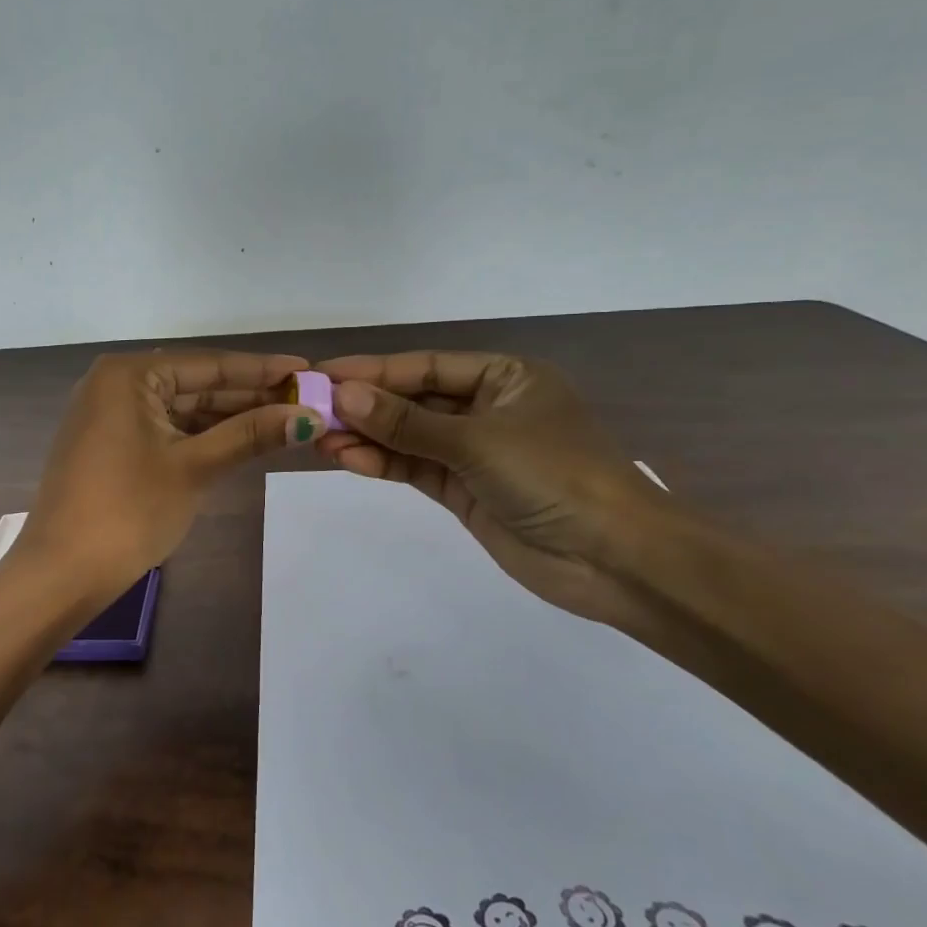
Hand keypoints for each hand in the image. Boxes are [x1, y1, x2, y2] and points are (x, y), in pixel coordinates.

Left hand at [17, 349, 321, 602]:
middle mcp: (115, 384)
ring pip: (183, 408)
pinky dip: (203, 436)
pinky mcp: (110, 444)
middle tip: (306, 399)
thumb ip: (250, 435)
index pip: (209, 364)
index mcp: (128, 375)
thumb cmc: (128, 511)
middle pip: (196, 384)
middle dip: (250, 395)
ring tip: (286, 418)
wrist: (63, 573)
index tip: (309, 371)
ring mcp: (109, 415)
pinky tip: (243, 439)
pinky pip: (166, 428)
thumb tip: (309, 416)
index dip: (262, 370)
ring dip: (230, 417)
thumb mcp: (194, 468)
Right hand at [315, 351, 675, 634]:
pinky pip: (415, 468)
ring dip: (368, 437)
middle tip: (312, 409)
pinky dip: (384, 464)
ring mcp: (475, 452)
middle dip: (365, 406)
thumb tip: (344, 396)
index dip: (373, 370)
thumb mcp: (477, 441)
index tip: (323, 374)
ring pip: (409, 436)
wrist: (615, 560)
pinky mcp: (465, 490)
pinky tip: (348, 460)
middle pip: (414, 400)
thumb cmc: (555, 476)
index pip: (425, 366)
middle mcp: (487, 408)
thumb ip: (407, 422)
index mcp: (504, 377)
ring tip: (320, 439)